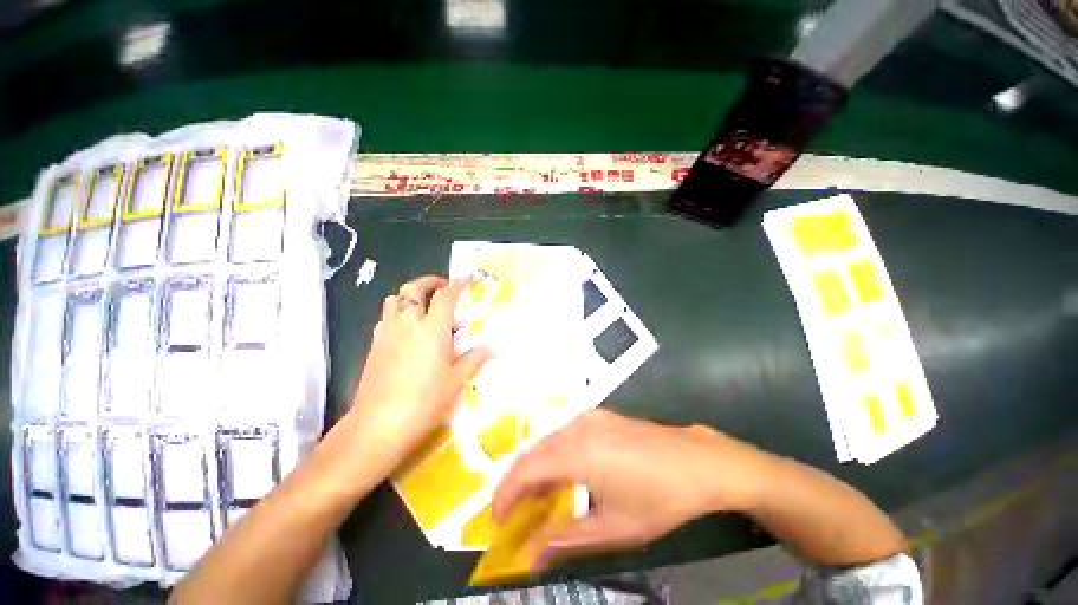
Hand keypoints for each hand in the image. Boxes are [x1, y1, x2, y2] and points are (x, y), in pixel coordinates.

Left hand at [347, 275, 490, 475]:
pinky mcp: (374, 345)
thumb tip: (494, 347)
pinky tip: (405, 329)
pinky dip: (397, 313)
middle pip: (413, 289)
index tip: (466, 278)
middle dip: (429, 281)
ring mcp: (387, 333)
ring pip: (394, 299)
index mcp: (432, 329)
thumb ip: (474, 359)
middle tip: (442, 287)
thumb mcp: (456, 381)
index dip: (457, 284)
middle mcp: (408, 324)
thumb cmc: (425, 402)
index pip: (445, 296)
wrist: (378, 426)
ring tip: (423, 306)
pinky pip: (385, 317)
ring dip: (409, 295)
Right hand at [491, 409, 771, 569]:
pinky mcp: (598, 415)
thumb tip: (530, 557)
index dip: (505, 494)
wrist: (697, 461)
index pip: (526, 470)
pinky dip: (552, 454)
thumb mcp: (612, 527)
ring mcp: (588, 416)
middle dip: (516, 481)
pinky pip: (563, 433)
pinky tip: (560, 474)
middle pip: (532, 451)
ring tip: (534, 499)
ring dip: (534, 467)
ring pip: (546, 440)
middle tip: (512, 513)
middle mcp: (576, 426)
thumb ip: (565, 539)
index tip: (496, 520)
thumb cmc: (658, 497)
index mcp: (578, 451)